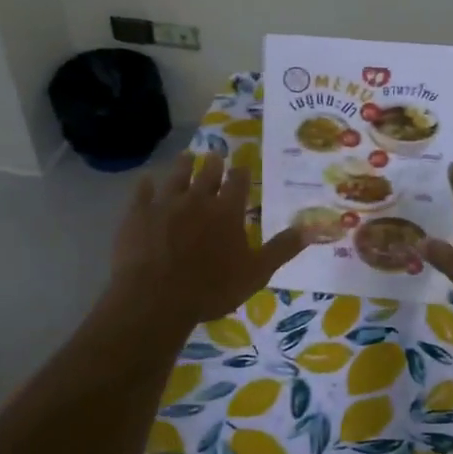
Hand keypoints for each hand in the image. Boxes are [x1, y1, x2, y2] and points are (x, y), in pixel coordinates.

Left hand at [107, 151, 305, 327]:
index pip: (238, 182)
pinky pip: (142, 192)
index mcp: (227, 211)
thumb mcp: (256, 272)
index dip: (241, 173)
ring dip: (183, 165)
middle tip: (215, 155)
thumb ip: (283, 248)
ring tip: (187, 156)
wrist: (155, 298)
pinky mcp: (137, 214)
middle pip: (207, 173)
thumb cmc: (211, 289)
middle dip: (213, 164)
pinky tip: (146, 180)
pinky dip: (146, 185)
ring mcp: (165, 203)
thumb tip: (314, 227)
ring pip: (176, 176)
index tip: (242, 165)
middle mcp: (197, 199)